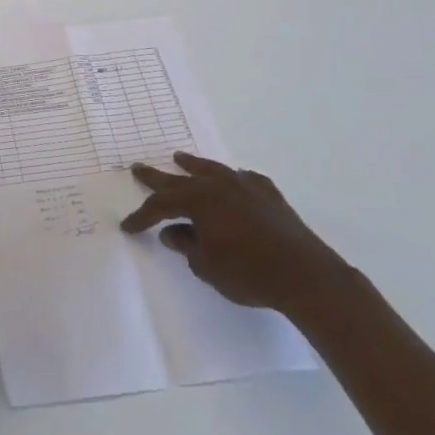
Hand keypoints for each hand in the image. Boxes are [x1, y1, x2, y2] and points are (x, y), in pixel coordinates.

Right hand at [121, 154, 347, 316]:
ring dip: (194, 166)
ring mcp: (246, 187)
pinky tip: (235, 180)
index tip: (128, 226)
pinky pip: (245, 180)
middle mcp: (219, 185)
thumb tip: (172, 232)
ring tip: (180, 158)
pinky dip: (233, 180)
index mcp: (199, 200)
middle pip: (181, 179)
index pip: (161, 205)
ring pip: (213, 170)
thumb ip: (186, 245)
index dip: (142, 216)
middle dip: (157, 178)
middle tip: (138, 168)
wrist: (306, 275)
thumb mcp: (207, 265)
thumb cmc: (249, 272)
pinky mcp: (270, 196)